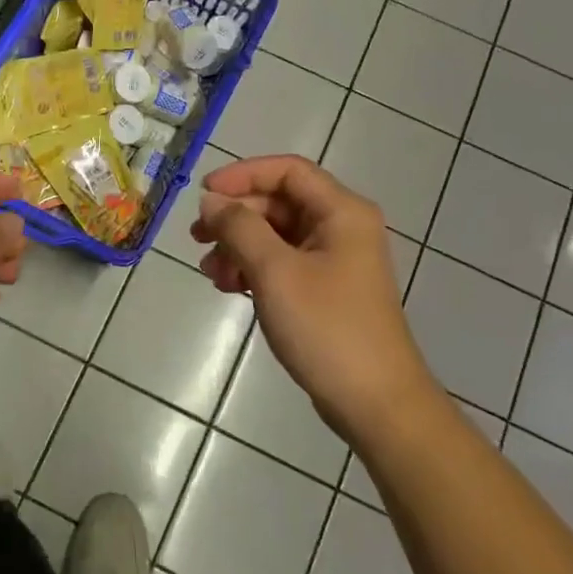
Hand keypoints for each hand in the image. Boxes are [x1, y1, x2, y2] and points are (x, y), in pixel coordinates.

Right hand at [192, 156, 436, 445]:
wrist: (375, 402)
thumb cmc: (327, 328)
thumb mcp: (275, 272)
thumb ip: (239, 228)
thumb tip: (211, 201)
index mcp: (341, 212)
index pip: (287, 170)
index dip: (242, 175)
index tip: (203, 196)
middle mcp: (342, 227)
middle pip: (280, 203)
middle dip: (236, 217)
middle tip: (197, 240)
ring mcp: (336, 260)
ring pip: (277, 235)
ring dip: (240, 246)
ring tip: (211, 273)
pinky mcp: (327, 290)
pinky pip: (283, 263)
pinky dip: (254, 268)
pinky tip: (230, 286)